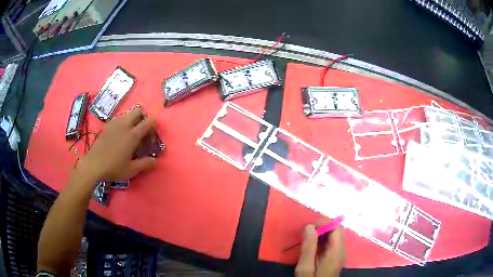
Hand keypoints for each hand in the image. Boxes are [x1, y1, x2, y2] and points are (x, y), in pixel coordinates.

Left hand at [76, 107, 156, 181]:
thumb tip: (155, 161)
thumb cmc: (113, 168)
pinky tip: (120, 132)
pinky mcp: (107, 126)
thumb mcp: (131, 170)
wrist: (93, 165)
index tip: (155, 129)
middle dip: (143, 116)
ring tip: (132, 130)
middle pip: (137, 111)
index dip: (154, 123)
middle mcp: (124, 125)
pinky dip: (123, 121)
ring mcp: (114, 124)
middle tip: (143, 127)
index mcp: (132, 135)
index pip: (147, 122)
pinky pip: (118, 118)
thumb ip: (145, 164)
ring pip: (127, 113)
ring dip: (132, 118)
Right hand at [295, 225, 345, 276]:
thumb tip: (309, 226)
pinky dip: (322, 240)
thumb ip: (309, 247)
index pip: (337, 228)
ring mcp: (339, 254)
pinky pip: (331, 243)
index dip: (324, 223)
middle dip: (322, 227)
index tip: (308, 227)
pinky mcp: (335, 257)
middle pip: (337, 230)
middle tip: (305, 233)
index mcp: (336, 252)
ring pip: (334, 236)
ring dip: (321, 233)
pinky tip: (311, 246)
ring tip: (306, 238)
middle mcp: (341, 250)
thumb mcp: (305, 267)